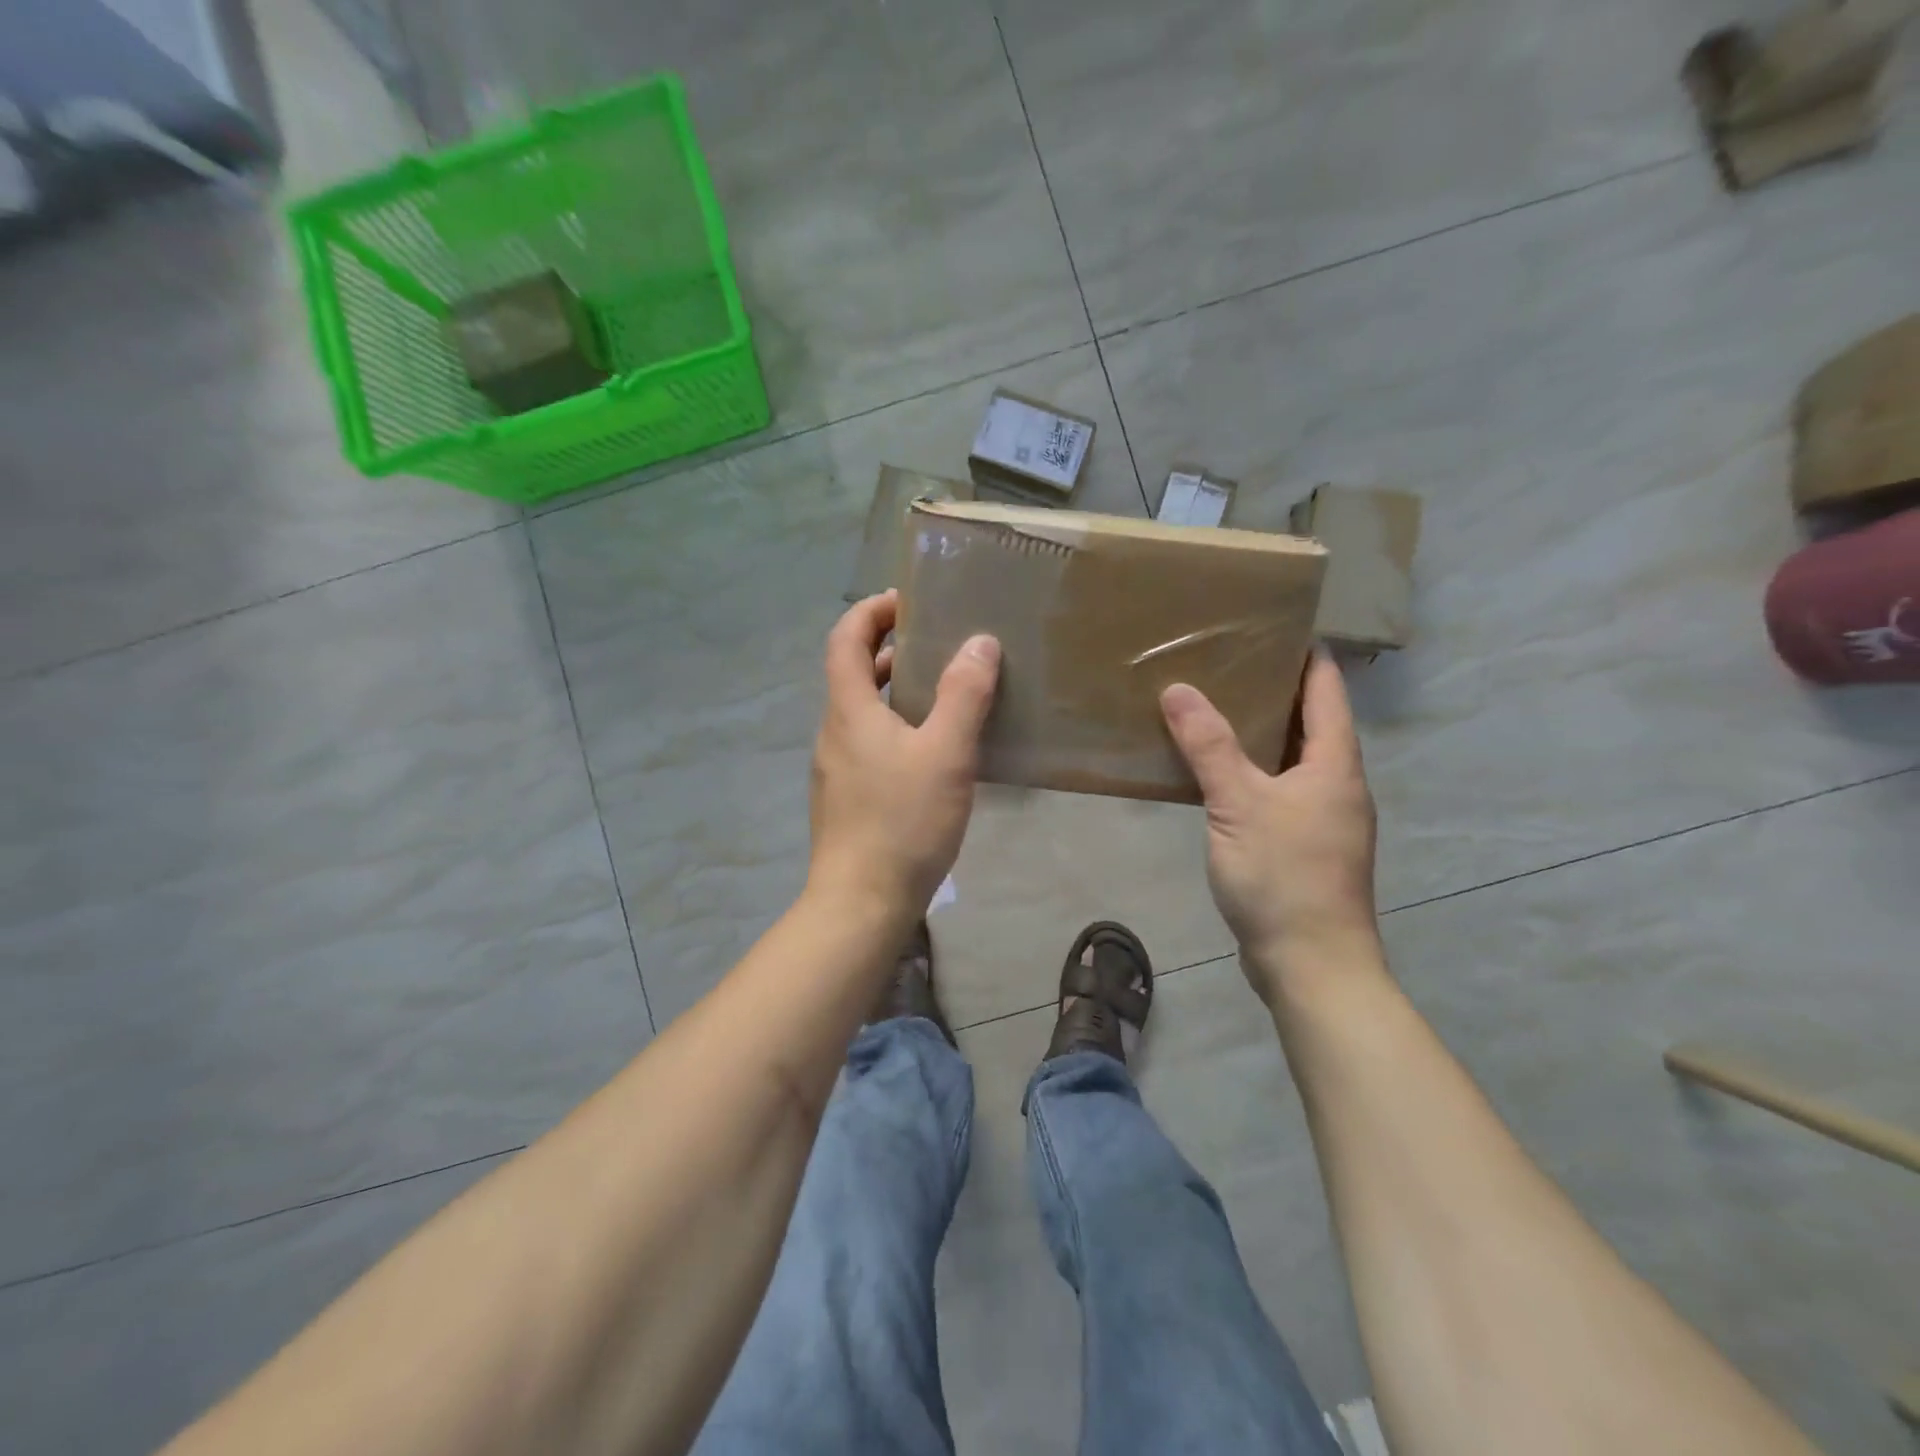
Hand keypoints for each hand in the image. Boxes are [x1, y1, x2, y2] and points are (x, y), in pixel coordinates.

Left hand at [808, 590, 1000, 916]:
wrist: (862, 903)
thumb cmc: (903, 822)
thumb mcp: (945, 753)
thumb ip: (964, 695)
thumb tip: (979, 642)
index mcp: (849, 710)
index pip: (846, 638)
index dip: (872, 611)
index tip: (910, 601)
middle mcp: (834, 731)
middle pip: (854, 672)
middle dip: (893, 648)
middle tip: (941, 643)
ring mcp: (837, 767)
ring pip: (865, 711)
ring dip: (899, 690)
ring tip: (948, 691)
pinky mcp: (848, 797)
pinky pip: (871, 743)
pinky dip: (899, 726)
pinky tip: (936, 750)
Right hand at [1160, 653, 1380, 1001]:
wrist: (1311, 966)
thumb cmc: (1284, 877)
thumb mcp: (1239, 804)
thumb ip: (1208, 746)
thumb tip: (1178, 688)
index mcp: (1334, 765)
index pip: (1327, 690)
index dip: (1307, 655)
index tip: (1275, 624)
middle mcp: (1338, 786)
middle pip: (1312, 722)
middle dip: (1276, 689)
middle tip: (1228, 660)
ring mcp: (1324, 819)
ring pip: (1294, 759)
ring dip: (1263, 732)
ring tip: (1216, 707)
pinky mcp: (1305, 847)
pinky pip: (1280, 790)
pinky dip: (1254, 771)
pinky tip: (1219, 774)